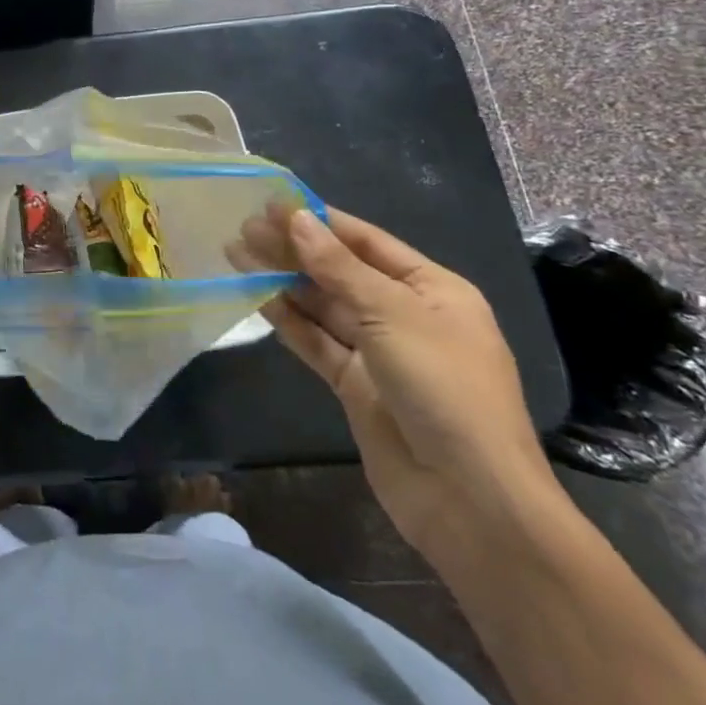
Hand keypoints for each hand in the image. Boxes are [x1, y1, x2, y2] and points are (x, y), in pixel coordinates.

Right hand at [238, 203, 558, 564]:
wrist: (470, 501)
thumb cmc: (444, 388)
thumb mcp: (392, 315)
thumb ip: (338, 267)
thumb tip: (296, 217)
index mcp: (432, 290)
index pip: (366, 241)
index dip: (320, 220)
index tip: (271, 204)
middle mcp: (405, 315)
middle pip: (340, 271)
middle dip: (294, 249)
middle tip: (242, 228)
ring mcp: (379, 353)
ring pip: (323, 306)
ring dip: (283, 281)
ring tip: (236, 254)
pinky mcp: (356, 386)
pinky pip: (316, 342)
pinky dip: (288, 320)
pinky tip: (255, 297)